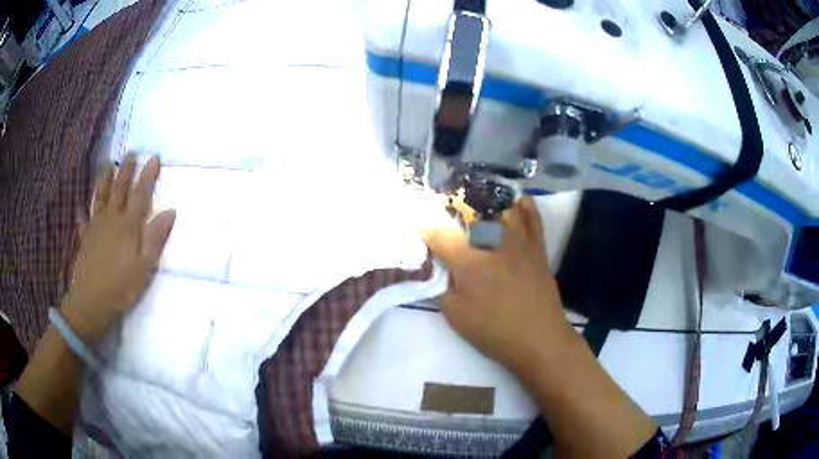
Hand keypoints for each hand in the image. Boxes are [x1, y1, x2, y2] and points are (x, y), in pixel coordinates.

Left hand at [61, 154, 175, 343]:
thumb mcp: (145, 266)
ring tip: (107, 166)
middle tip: (130, 153)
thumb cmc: (122, 287)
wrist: (92, 302)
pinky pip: (83, 221)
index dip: (148, 175)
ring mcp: (95, 227)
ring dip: (104, 180)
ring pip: (100, 198)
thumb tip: (171, 211)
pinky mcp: (85, 239)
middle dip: (126, 170)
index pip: (140, 194)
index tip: (154, 158)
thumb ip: (155, 238)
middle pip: (119, 189)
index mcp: (128, 225)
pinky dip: (82, 212)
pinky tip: (80, 206)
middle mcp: (111, 219)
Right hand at [422, 197, 571, 369]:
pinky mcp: (537, 247)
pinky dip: (524, 207)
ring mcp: (519, 242)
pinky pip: (533, 218)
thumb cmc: (494, 331)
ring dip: (487, 203)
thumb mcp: (455, 316)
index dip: (425, 227)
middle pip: (472, 211)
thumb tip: (444, 269)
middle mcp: (494, 243)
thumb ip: (444, 287)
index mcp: (469, 262)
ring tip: (478, 205)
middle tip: (446, 210)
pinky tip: (515, 203)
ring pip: (503, 207)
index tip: (417, 221)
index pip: (440, 235)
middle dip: (455, 206)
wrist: (538, 339)